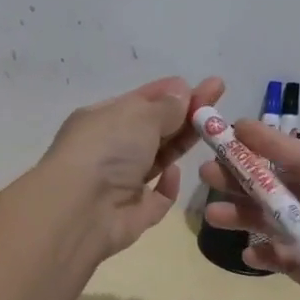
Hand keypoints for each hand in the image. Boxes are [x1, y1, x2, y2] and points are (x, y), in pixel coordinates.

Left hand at [41, 75, 224, 256]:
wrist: (79, 210)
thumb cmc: (106, 149)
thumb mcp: (139, 115)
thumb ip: (166, 106)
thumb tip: (182, 92)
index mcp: (103, 118)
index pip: (144, 100)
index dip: (175, 92)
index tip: (209, 86)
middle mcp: (110, 148)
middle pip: (155, 128)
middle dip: (186, 115)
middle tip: (220, 103)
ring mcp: (121, 182)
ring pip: (158, 159)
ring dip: (181, 145)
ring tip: (215, 133)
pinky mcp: (133, 213)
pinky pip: (157, 197)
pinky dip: (168, 185)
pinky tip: (176, 173)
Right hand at [200, 128, 299, 299]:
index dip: (277, 147)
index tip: (238, 131)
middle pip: (290, 190)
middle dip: (250, 178)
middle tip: (209, 171)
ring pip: (283, 224)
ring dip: (249, 215)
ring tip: (213, 213)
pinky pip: (289, 262)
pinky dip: (266, 255)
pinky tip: (244, 254)